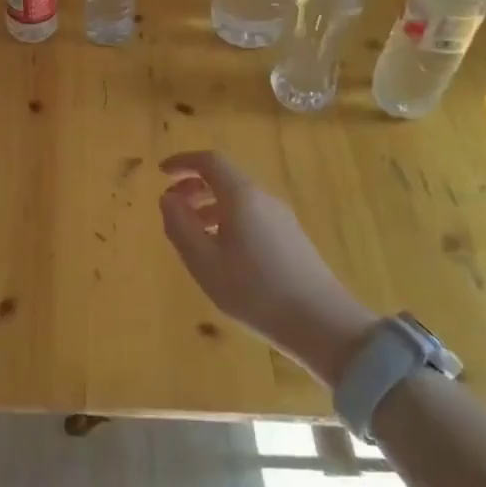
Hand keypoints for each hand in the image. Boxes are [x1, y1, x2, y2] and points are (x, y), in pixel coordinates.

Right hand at [158, 150, 377, 379]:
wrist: (323, 325)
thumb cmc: (255, 291)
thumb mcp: (204, 262)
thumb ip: (180, 226)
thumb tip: (168, 198)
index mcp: (242, 196)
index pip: (210, 161)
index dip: (184, 161)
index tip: (162, 172)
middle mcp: (264, 199)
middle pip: (226, 178)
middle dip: (195, 185)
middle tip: (173, 205)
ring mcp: (282, 219)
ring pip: (239, 200)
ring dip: (210, 206)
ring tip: (192, 234)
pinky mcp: (292, 239)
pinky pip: (252, 216)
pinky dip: (228, 221)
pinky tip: (222, 253)